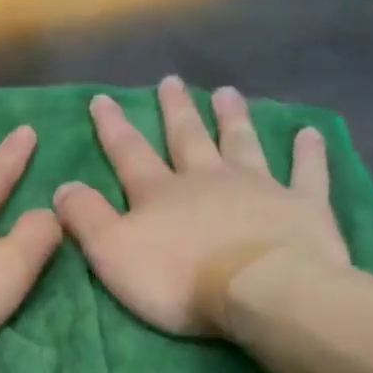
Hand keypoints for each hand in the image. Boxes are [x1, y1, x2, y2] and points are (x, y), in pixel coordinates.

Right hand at [53, 76, 351, 336]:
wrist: (259, 290)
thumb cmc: (177, 279)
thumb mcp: (112, 253)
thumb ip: (86, 218)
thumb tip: (62, 186)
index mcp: (160, 193)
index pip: (129, 153)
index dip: (113, 127)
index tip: (102, 99)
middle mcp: (207, 179)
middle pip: (187, 138)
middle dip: (176, 110)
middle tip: (171, 82)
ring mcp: (259, 186)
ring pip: (242, 143)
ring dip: (232, 118)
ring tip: (227, 92)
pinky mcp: (301, 205)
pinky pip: (305, 172)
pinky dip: (307, 152)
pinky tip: (310, 133)